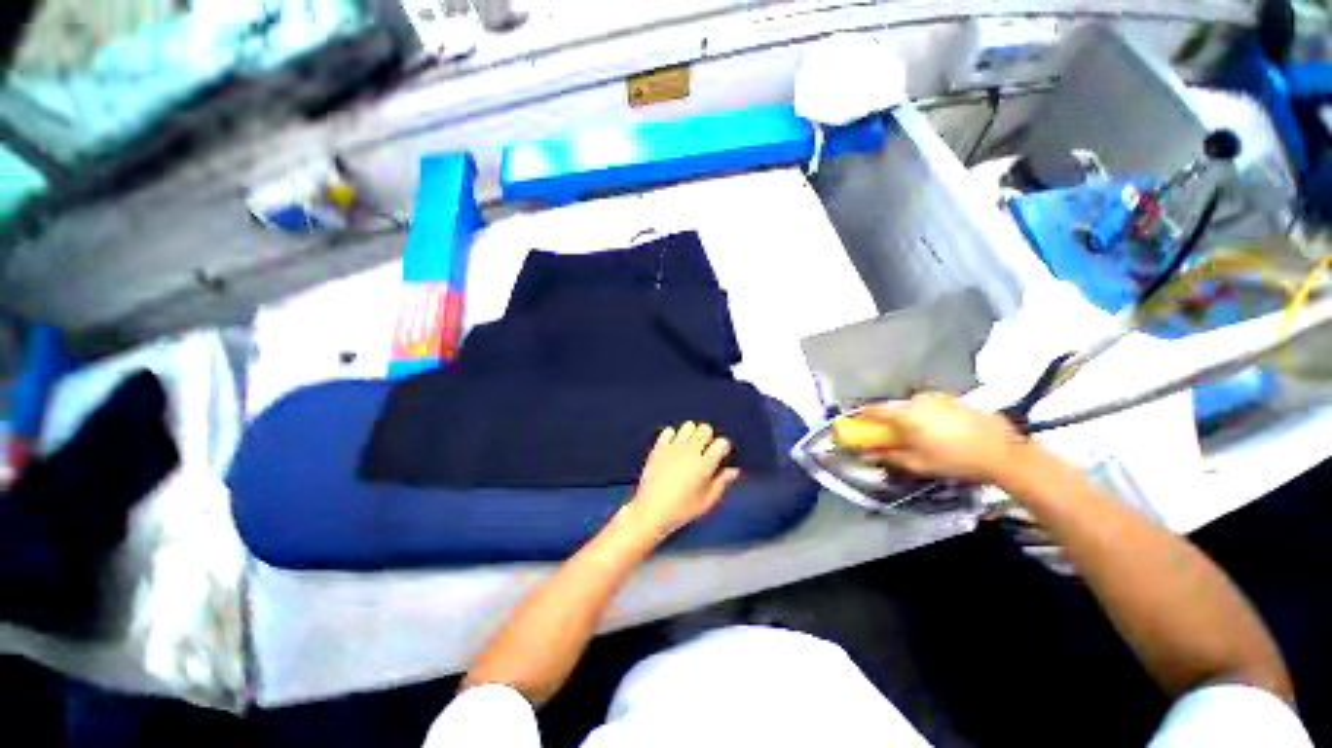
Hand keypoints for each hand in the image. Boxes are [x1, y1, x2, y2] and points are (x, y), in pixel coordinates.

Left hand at [625, 422, 741, 538]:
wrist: (651, 511)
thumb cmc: (681, 509)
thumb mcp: (707, 501)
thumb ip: (722, 483)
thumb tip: (733, 470)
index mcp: (705, 464)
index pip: (722, 443)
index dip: (723, 448)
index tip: (720, 456)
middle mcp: (691, 451)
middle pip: (705, 429)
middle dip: (708, 437)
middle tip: (705, 451)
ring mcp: (673, 447)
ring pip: (688, 426)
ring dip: (692, 433)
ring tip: (689, 447)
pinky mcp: (659, 447)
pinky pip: (668, 431)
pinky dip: (673, 436)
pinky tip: (673, 447)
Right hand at [862, 393, 1026, 482]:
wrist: (1002, 452)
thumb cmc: (953, 459)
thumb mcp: (917, 463)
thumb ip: (888, 456)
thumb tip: (864, 456)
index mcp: (903, 413)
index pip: (872, 410)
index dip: (863, 419)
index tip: (862, 429)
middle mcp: (916, 399)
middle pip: (892, 407)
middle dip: (888, 421)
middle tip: (892, 438)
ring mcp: (937, 397)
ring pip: (912, 405)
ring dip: (908, 417)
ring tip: (918, 436)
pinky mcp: (953, 399)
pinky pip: (930, 405)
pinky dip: (926, 415)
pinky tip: (940, 431)